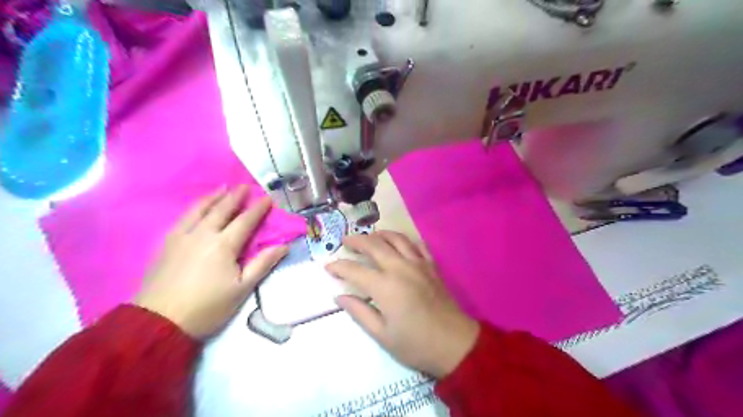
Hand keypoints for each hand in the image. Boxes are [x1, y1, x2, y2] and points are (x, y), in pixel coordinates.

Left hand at [133, 186, 285, 339]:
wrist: (159, 322)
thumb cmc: (208, 307)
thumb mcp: (242, 288)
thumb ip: (263, 264)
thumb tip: (284, 246)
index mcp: (223, 245)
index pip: (245, 221)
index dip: (258, 208)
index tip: (267, 198)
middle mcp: (202, 234)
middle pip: (221, 209)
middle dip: (235, 196)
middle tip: (245, 186)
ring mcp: (181, 237)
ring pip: (199, 210)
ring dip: (213, 197)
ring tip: (222, 188)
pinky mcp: (166, 244)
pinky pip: (182, 218)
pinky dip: (194, 208)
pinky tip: (196, 209)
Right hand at [325, 232, 478, 376]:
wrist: (454, 343)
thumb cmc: (415, 344)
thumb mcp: (382, 335)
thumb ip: (360, 312)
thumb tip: (340, 297)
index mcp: (385, 286)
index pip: (355, 270)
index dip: (339, 266)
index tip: (328, 266)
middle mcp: (400, 268)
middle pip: (374, 244)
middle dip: (356, 240)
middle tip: (345, 241)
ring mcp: (418, 264)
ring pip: (396, 238)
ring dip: (379, 234)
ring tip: (369, 236)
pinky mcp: (431, 266)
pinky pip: (417, 244)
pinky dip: (404, 240)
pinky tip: (399, 243)